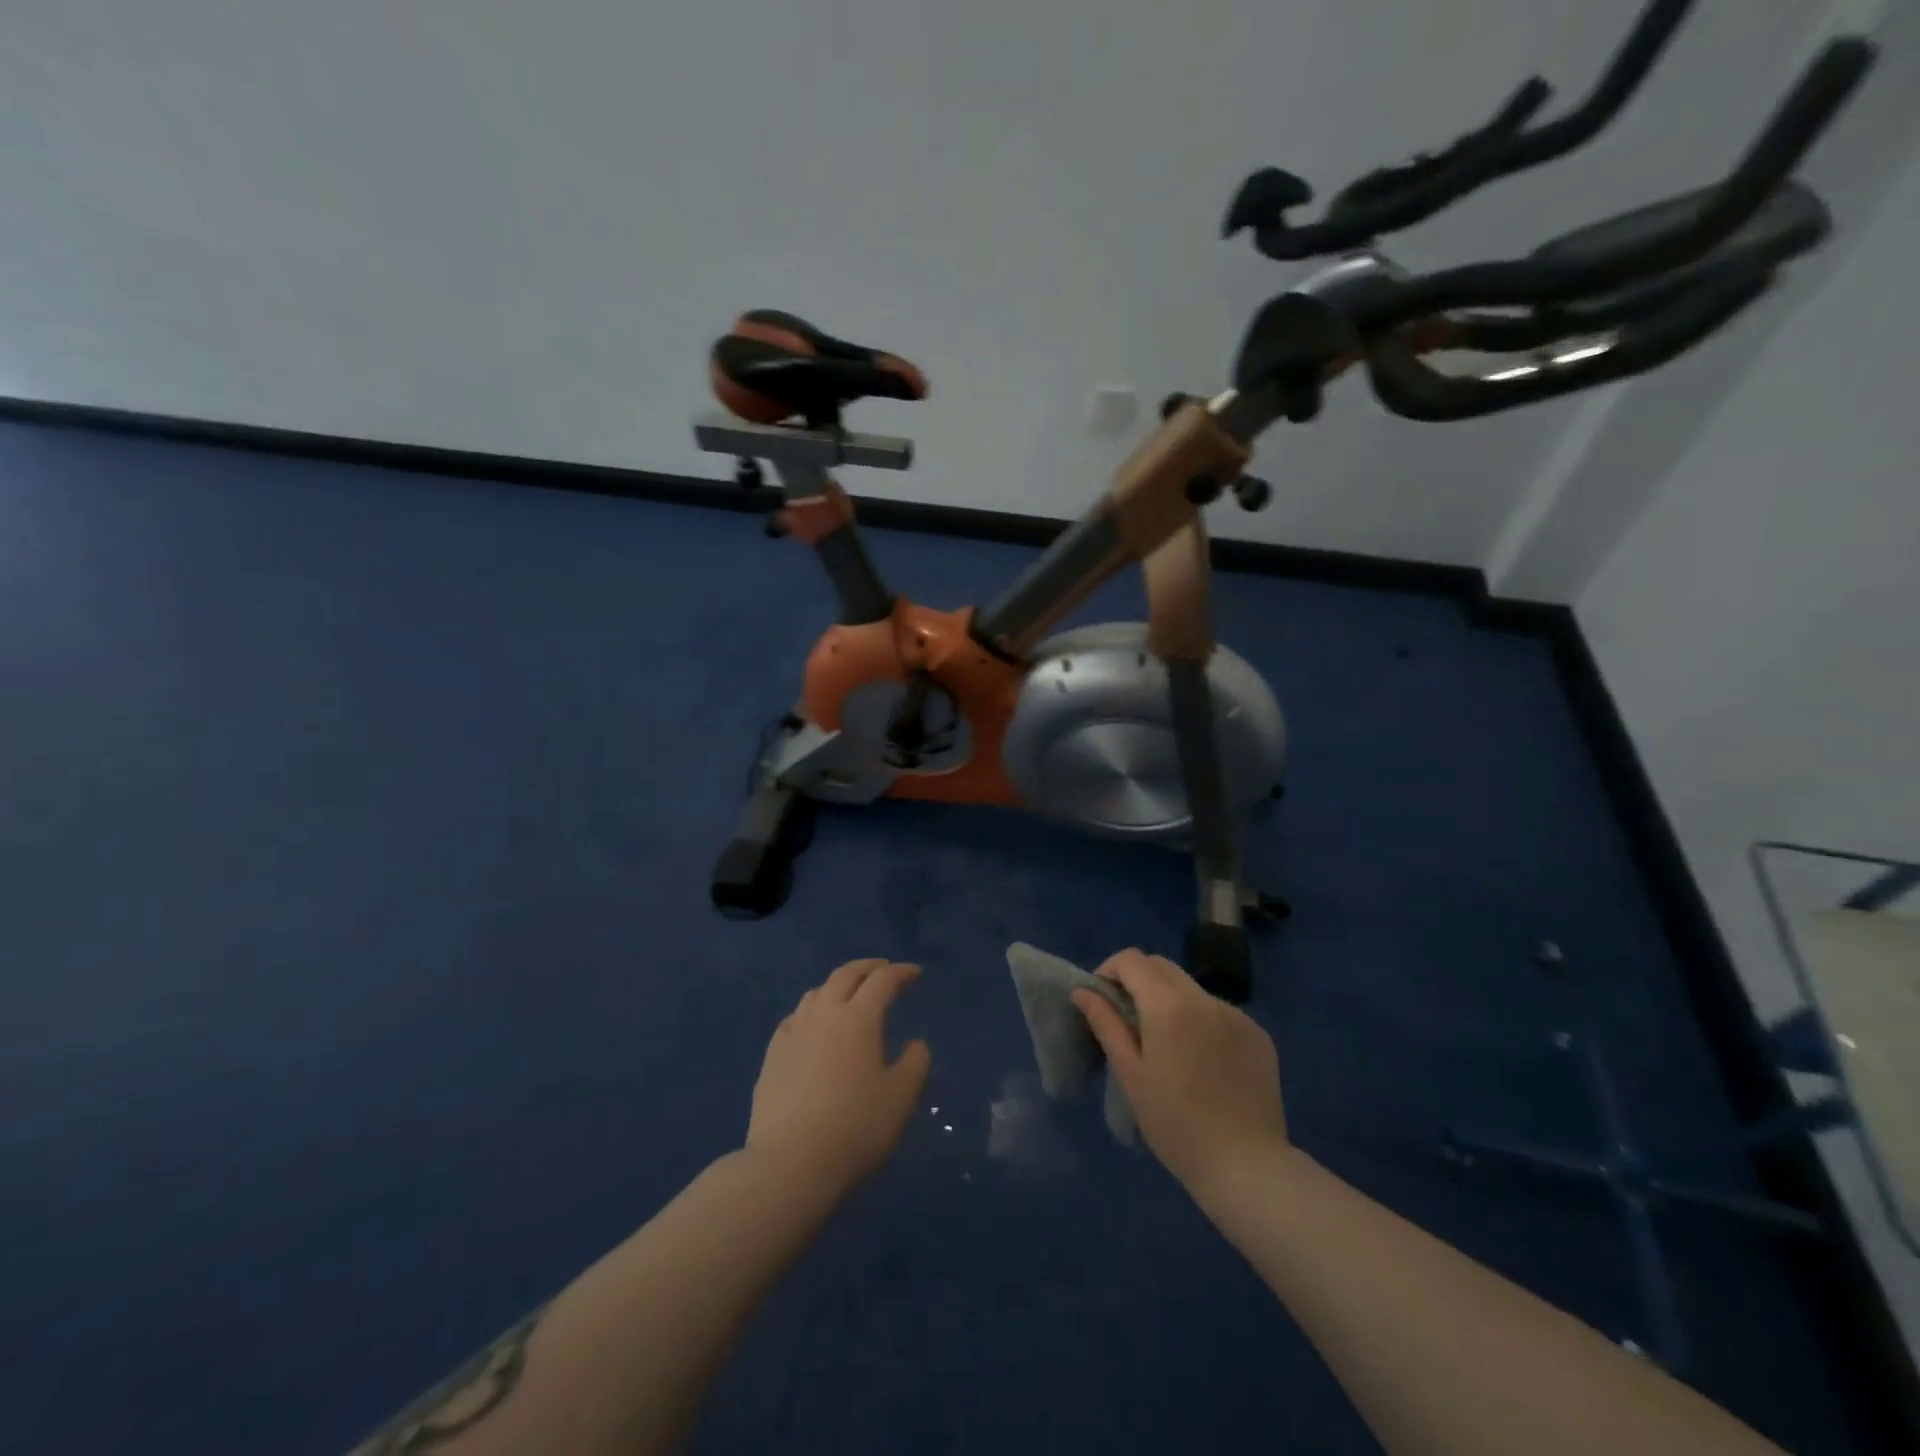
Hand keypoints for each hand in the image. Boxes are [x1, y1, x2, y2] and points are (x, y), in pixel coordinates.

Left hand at [746, 959, 931, 1196]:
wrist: (789, 1164)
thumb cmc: (854, 1129)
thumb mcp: (900, 1099)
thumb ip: (915, 1064)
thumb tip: (915, 1044)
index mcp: (858, 1019)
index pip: (883, 981)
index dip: (901, 973)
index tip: (915, 974)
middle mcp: (824, 1014)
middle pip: (846, 975)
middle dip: (869, 968)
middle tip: (885, 970)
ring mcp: (794, 1032)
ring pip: (817, 991)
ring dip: (839, 984)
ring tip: (851, 994)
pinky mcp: (773, 1054)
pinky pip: (796, 1016)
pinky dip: (814, 1008)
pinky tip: (815, 1024)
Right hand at [1072, 949, 1288, 1195]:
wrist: (1247, 1167)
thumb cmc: (1176, 1125)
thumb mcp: (1130, 1075)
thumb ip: (1106, 1024)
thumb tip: (1083, 991)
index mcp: (1169, 1006)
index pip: (1132, 960)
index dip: (1110, 970)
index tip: (1102, 999)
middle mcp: (1205, 999)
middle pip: (1162, 966)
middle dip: (1138, 980)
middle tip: (1127, 1017)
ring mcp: (1237, 1015)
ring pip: (1191, 989)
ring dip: (1170, 1001)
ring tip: (1167, 1045)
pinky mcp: (1258, 1034)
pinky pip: (1218, 1012)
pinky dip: (1200, 1021)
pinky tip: (1201, 1060)